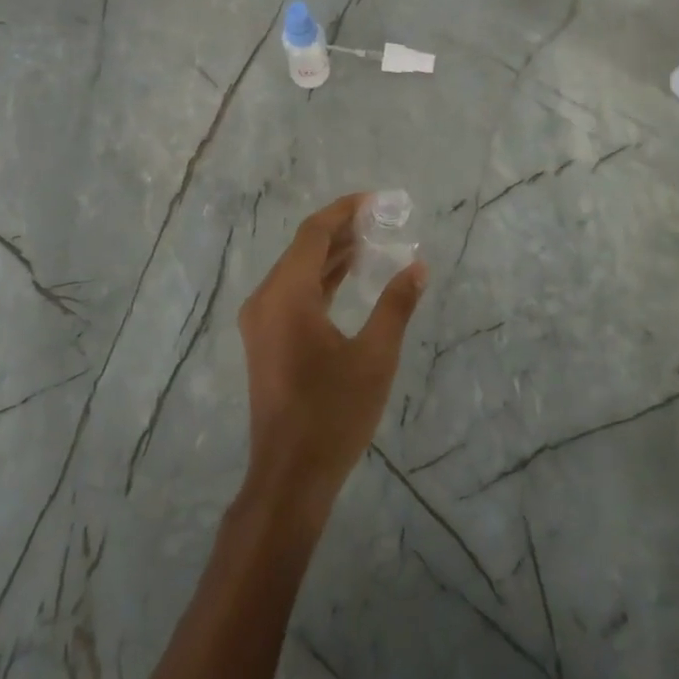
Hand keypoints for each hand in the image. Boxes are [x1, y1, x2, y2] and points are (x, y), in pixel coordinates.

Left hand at [237, 194, 427, 516]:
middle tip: (380, 220)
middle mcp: (266, 299)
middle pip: (302, 248)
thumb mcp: (375, 357)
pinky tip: (346, 276)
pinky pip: (291, 292)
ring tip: (370, 241)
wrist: (289, 476)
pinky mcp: (264, 339)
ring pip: (296, 270)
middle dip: (340, 230)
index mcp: (287, 295)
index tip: (376, 201)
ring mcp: (260, 320)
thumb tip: (418, 267)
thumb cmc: (333, 414)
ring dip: (330, 254)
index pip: (314, 233)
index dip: (345, 211)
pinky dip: (319, 279)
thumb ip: (396, 305)